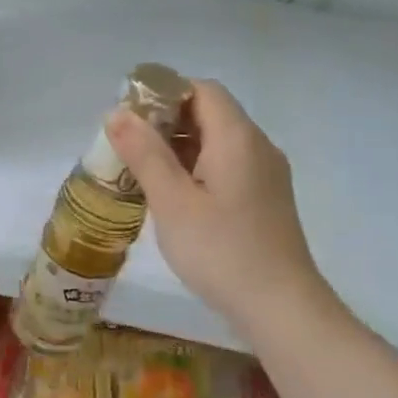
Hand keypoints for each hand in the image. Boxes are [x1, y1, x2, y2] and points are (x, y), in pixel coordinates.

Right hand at [106, 79, 336, 339]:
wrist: (280, 308)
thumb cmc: (221, 251)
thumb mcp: (172, 202)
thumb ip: (144, 153)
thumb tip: (117, 112)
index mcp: (238, 138)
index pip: (202, 90)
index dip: (163, 93)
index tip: (128, 118)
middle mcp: (257, 147)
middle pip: (209, 113)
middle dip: (164, 122)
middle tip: (125, 148)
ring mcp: (265, 175)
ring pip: (216, 142)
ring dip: (177, 148)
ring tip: (139, 173)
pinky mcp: (263, 199)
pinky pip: (225, 167)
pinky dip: (194, 169)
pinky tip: (170, 198)